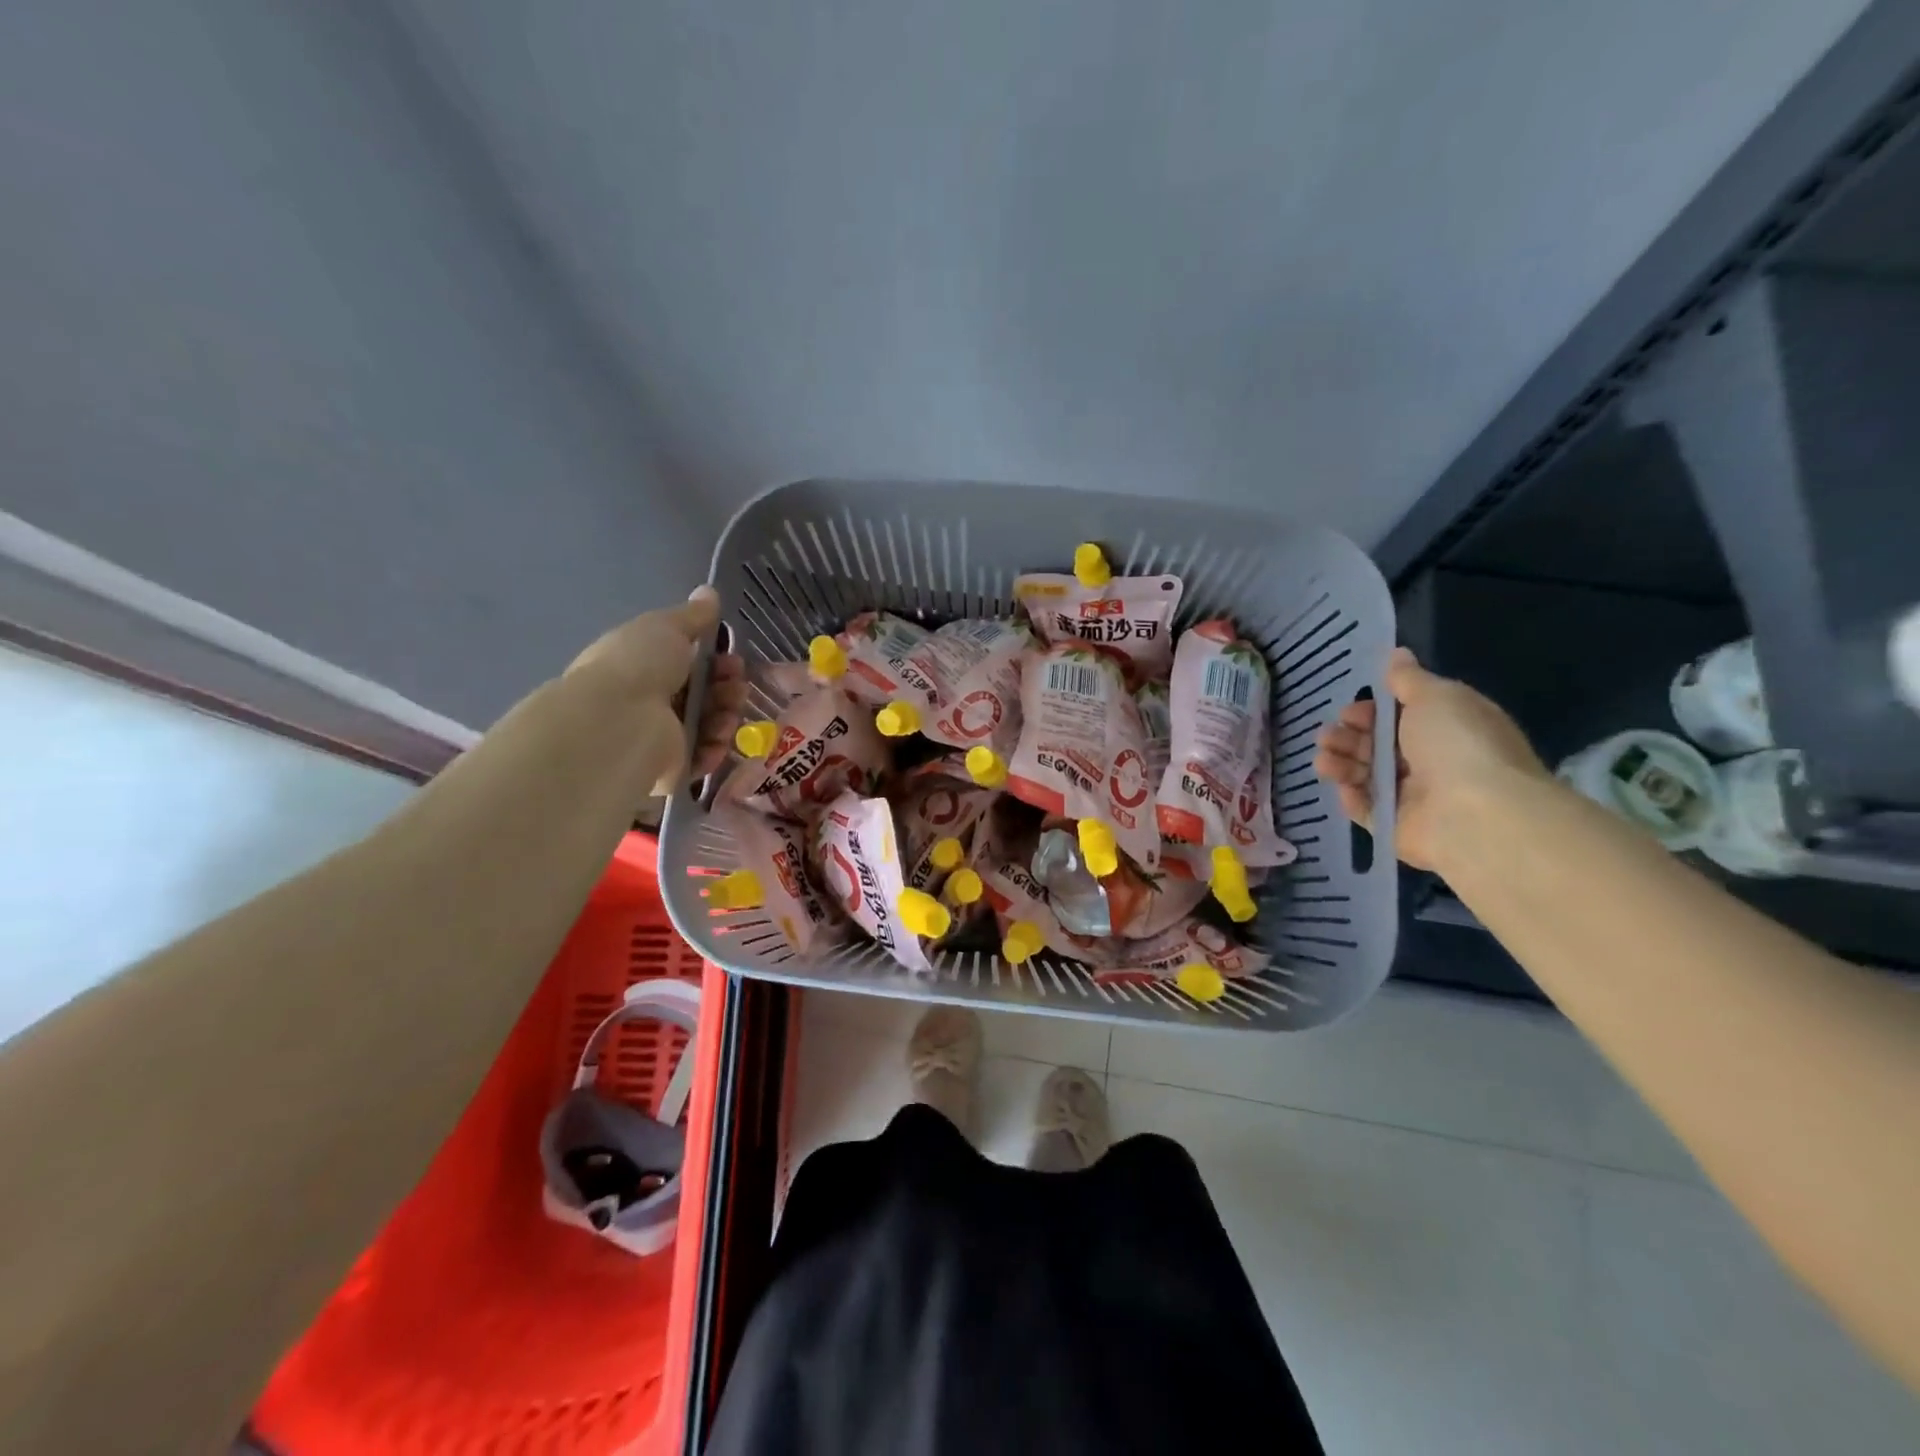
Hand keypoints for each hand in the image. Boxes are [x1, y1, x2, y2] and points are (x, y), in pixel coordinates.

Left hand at [566, 586, 748, 791]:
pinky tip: (719, 737)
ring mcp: (659, 737)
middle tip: (737, 683)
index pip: (686, 663)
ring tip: (729, 712)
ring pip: (708, 725)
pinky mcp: (670, 769)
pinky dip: (716, 747)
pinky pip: (704, 757)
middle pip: (702, 694)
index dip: (715, 658)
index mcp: (641, 666)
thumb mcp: (665, 628)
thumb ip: (692, 616)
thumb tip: (709, 592)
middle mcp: (648, 702)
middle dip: (727, 686)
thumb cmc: (638, 666)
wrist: (618, 723)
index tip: (731, 654)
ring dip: (726, 715)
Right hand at [1314, 647, 1545, 870]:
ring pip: (1366, 775)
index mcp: (1447, 727)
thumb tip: (1397, 654)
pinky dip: (1351, 797)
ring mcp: (1414, 796)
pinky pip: (1366, 808)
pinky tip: (1342, 787)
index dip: (1370, 711)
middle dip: (1348, 736)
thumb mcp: (1435, 696)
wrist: (1474, 814)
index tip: (1351, 710)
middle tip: (1328, 735)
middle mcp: (1431, 761)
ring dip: (1341, 762)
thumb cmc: (1457, 745)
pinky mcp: (1397, 826)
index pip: (1400, 716)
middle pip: (1377, 745)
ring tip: (1323, 759)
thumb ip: (1408, 679)